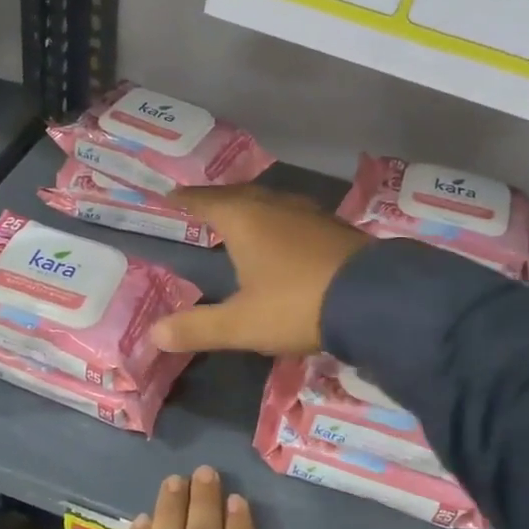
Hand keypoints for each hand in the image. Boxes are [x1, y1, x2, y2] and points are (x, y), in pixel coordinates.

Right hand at [150, 186, 368, 356]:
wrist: (375, 300)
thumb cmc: (296, 305)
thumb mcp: (241, 324)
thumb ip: (197, 328)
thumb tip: (154, 333)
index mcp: (245, 219)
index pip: (205, 201)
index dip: (185, 200)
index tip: (169, 197)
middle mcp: (275, 206)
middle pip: (238, 195)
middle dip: (216, 201)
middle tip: (200, 208)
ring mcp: (309, 213)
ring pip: (269, 202)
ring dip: (249, 208)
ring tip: (238, 220)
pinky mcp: (335, 228)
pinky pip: (293, 216)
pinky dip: (276, 222)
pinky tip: (282, 238)